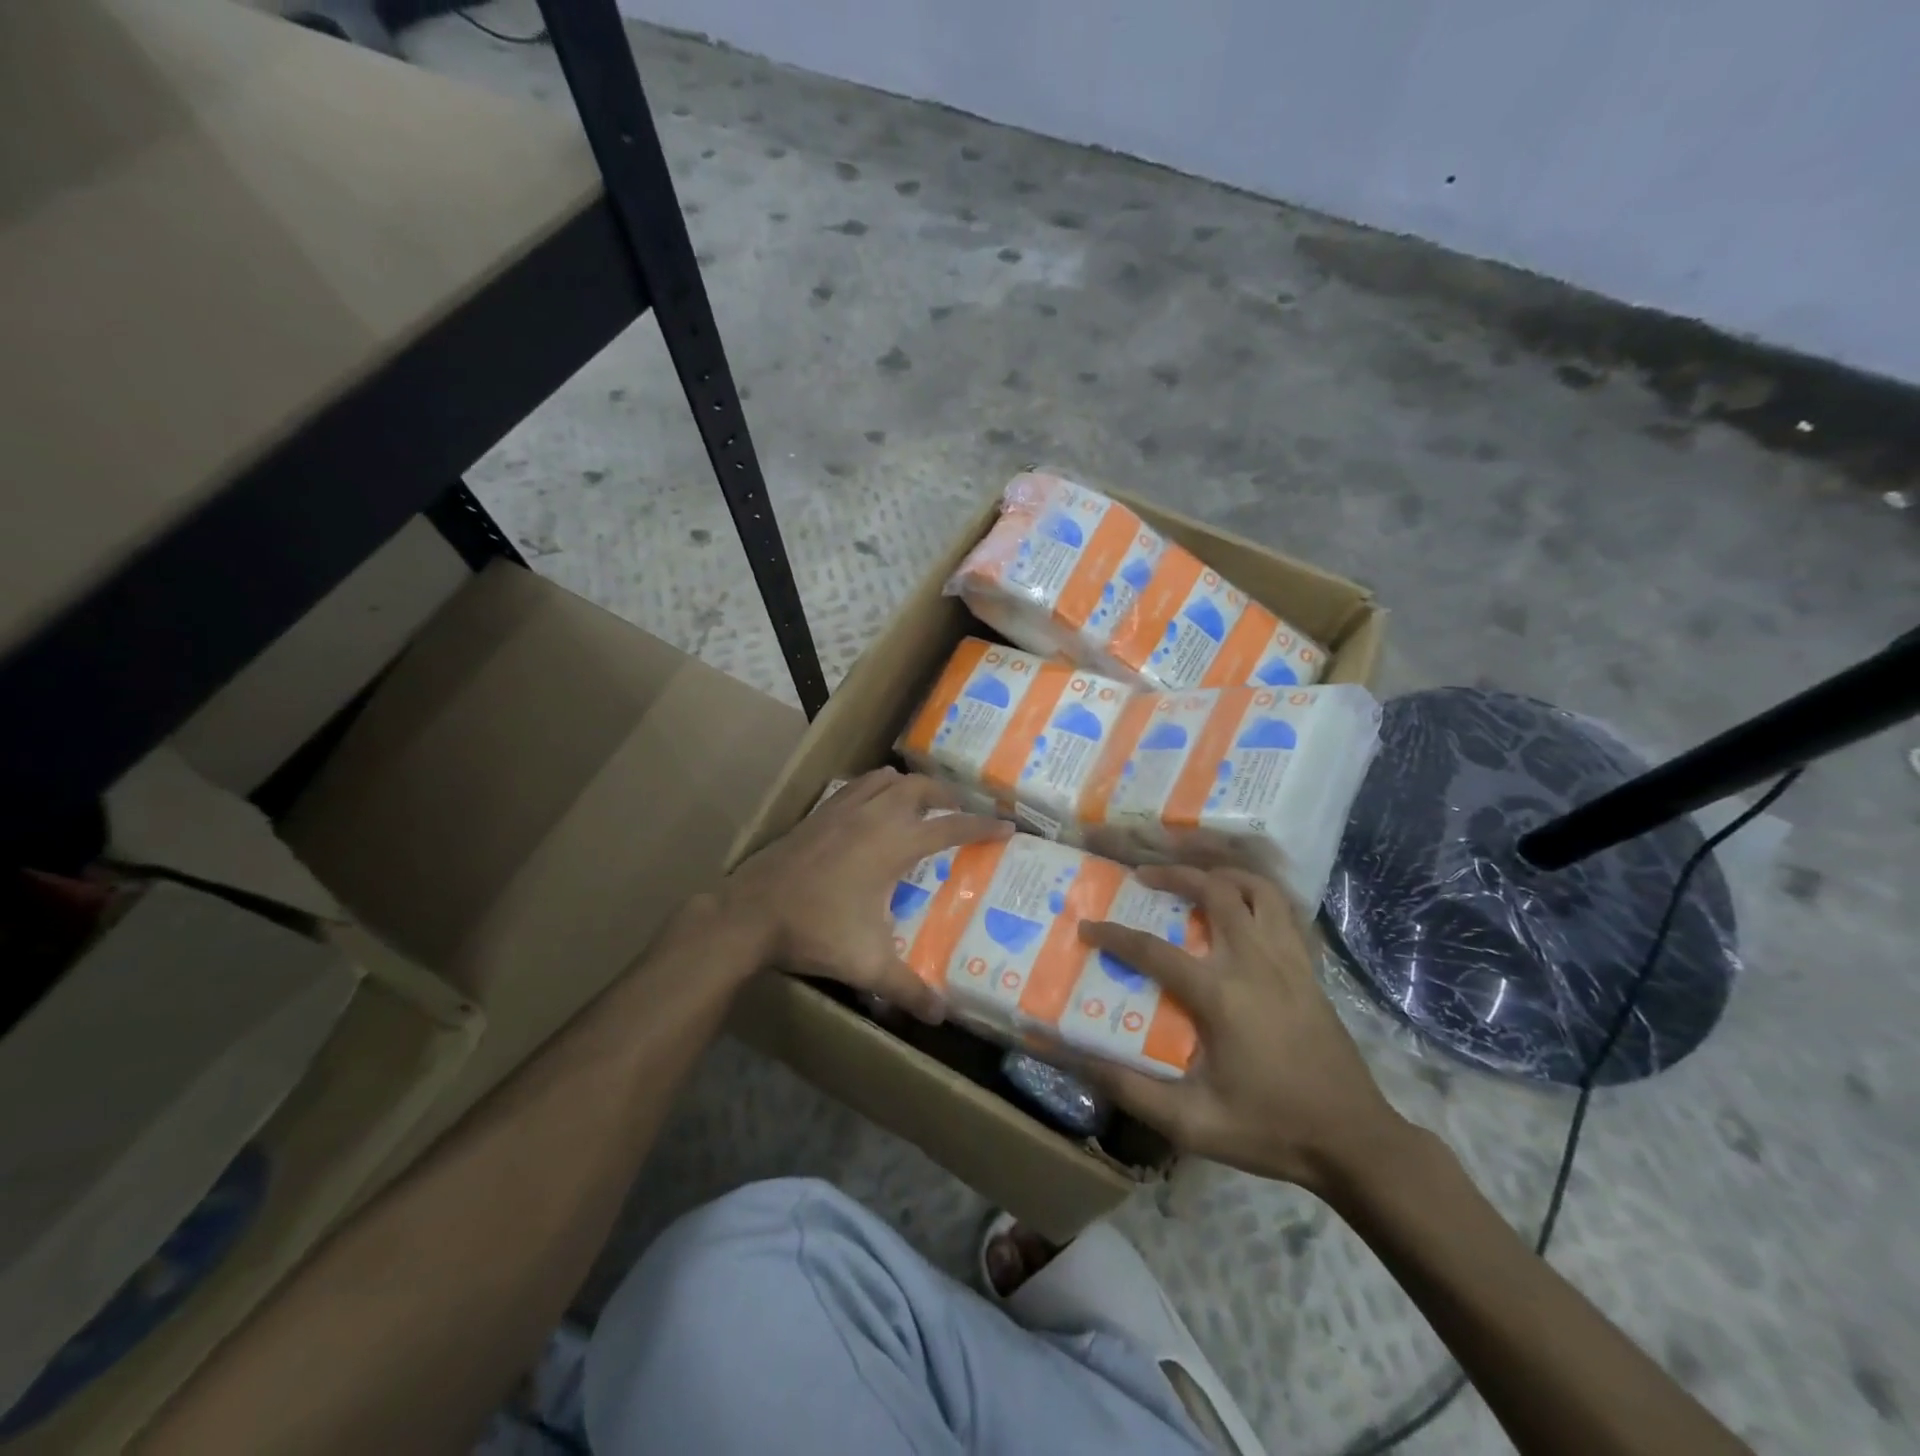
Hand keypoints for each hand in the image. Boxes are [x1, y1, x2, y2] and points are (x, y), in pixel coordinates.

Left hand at [722, 768, 1011, 1021]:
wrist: (750, 913)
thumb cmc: (815, 931)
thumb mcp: (867, 964)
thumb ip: (907, 989)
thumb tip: (941, 1017)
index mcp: (893, 845)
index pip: (950, 827)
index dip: (982, 826)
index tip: (1007, 826)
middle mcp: (873, 817)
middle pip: (920, 788)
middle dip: (947, 796)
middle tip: (961, 812)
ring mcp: (842, 810)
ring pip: (885, 779)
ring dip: (909, 786)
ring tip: (920, 804)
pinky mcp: (818, 813)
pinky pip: (856, 787)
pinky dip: (875, 789)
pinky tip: (871, 812)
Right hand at [1079, 865, 1409, 1193]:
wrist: (1353, 1140)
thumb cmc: (1269, 1129)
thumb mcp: (1192, 1123)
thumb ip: (1131, 1088)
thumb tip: (1077, 1059)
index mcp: (1220, 995)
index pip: (1153, 950)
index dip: (1113, 935)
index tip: (1086, 926)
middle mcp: (1254, 963)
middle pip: (1213, 891)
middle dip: (1173, 875)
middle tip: (1144, 877)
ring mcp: (1288, 961)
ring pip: (1257, 889)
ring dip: (1222, 874)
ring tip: (1196, 879)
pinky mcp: (1309, 969)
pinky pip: (1284, 911)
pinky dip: (1259, 895)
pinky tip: (1242, 906)